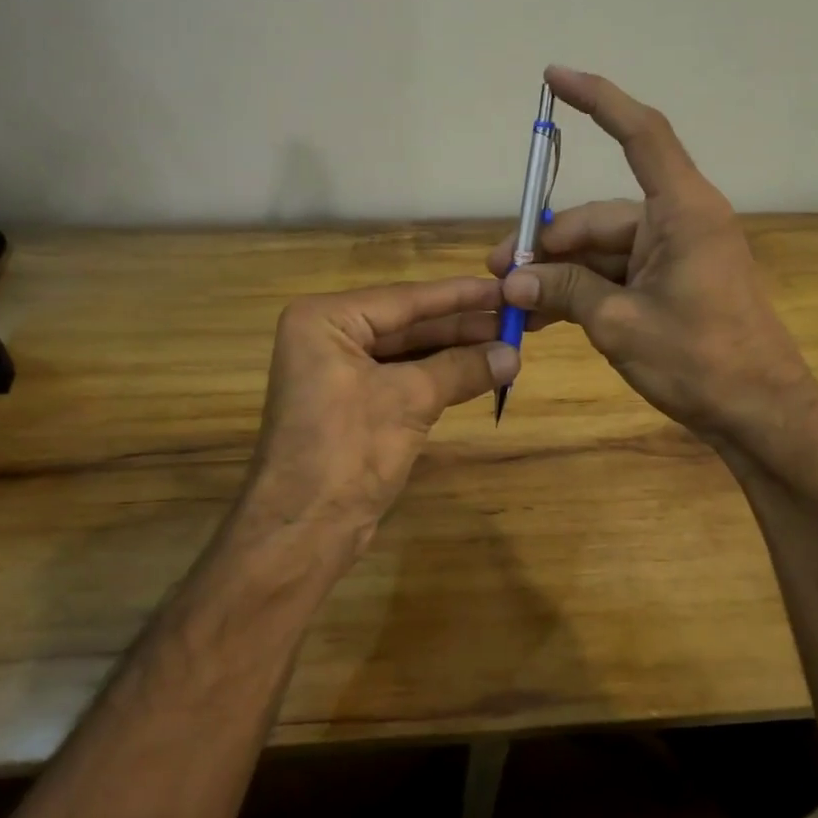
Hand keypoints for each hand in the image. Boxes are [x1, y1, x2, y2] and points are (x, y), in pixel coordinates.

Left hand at [240, 276, 518, 559]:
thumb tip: (514, 353)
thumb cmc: (347, 451)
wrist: (302, 530)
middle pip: (406, 323)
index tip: (505, 287)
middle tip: (515, 319)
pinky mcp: (351, 403)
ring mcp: (337, 371)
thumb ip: (461, 368)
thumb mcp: (409, 400)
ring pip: (407, 351)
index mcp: (325, 320)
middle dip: (461, 326)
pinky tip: (477, 371)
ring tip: (506, 344)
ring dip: (454, 352)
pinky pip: (401, 377)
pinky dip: (438, 376)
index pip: (405, 299)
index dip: (460, 295)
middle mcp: (327, 336)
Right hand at [487, 66, 808, 446]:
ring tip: (514, 300)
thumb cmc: (700, 361)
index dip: (598, 99)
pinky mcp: (671, 283)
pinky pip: (616, 274)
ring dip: (560, 273)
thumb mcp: (619, 324)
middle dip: (548, 244)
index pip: (640, 134)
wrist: (760, 415)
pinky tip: (543, 313)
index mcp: (682, 211)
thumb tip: (512, 282)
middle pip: (600, 215)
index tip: (554, 77)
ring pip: (602, 250)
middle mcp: (679, 222)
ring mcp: (675, 254)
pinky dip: (582, 289)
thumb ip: (564, 292)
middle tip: (500, 273)